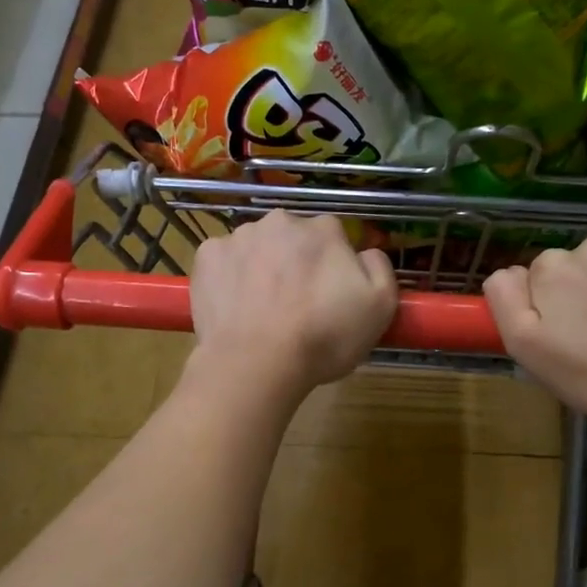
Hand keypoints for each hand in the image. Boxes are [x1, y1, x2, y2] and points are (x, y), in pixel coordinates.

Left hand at [188, 210, 397, 404]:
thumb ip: (379, 268)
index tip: (329, 298)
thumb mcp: (381, 306)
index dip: (333, 269)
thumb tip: (365, 253)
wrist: (256, 363)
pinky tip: (236, 306)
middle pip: (293, 239)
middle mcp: (280, 222)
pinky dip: (229, 277)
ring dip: (262, 268)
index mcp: (323, 229)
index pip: (333, 239)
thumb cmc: (324, 337)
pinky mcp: (206, 257)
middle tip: (296, 306)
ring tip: (263, 310)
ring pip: (257, 248)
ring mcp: (238, 237)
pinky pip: (224, 261)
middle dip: (296, 263)